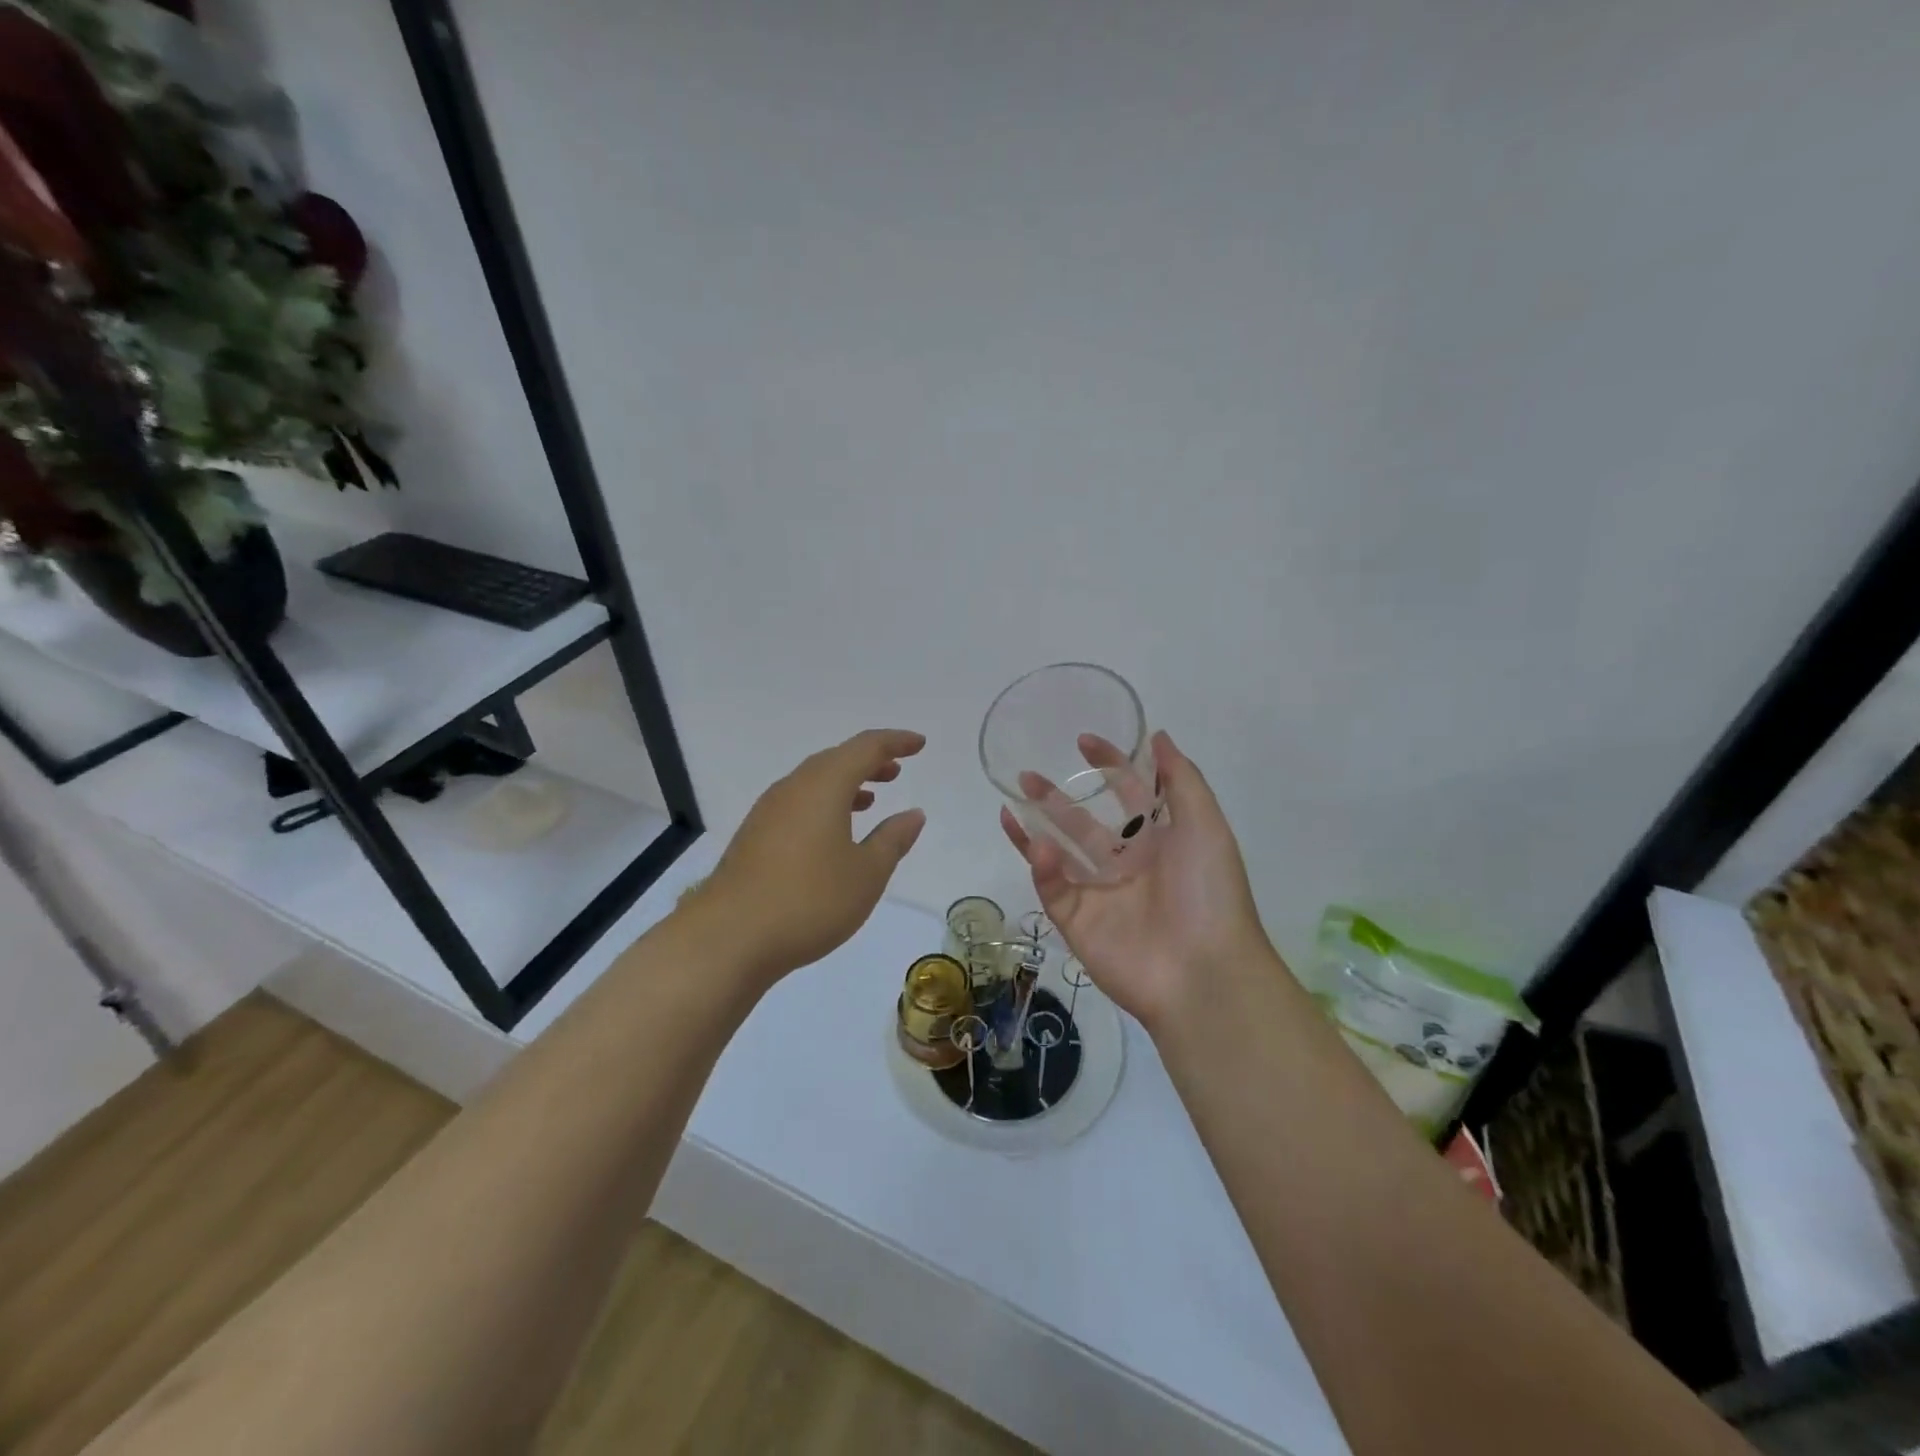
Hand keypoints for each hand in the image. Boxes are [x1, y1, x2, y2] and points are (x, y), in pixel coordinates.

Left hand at [694, 729, 927, 981]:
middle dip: (868, 761)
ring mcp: (768, 812)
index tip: (919, 744)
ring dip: (845, 784)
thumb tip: (913, 814)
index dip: (895, 742)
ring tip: (870, 799)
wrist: (728, 938)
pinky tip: (832, 834)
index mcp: (824, 785)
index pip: (865, 748)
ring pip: (813, 782)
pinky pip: (797, 804)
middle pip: (835, 760)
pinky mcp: (754, 837)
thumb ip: (892, 839)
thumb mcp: (866, 873)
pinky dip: (823, 805)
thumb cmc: (809, 900)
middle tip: (896, 770)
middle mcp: (793, 788)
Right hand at [999, 731, 1273, 1031]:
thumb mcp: (1205, 825)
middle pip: (1083, 823)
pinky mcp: (1077, 922)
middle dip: (1056, 798)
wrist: (1203, 972)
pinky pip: (1054, 888)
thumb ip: (1180, 779)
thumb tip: (1158, 735)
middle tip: (1027, 775)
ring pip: (1059, 854)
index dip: (1108, 766)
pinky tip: (1035, 844)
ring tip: (1011, 800)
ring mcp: (1099, 894)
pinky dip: (1042, 866)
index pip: (1128, 794)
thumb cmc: (1209, 892)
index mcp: (1159, 841)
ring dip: (1035, 827)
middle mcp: (1126, 864)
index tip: (1083, 741)